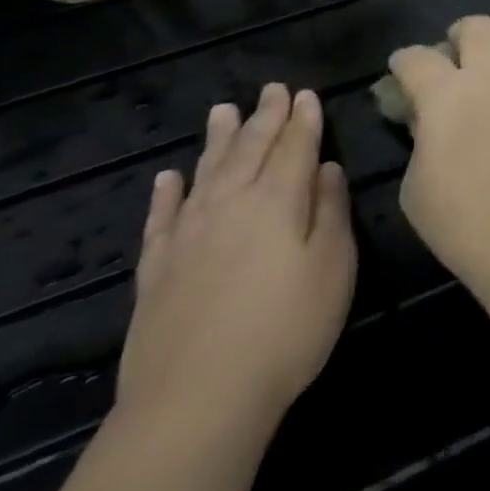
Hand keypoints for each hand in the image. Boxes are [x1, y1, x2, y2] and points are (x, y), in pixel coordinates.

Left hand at [118, 84, 357, 438]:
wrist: (196, 401)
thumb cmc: (286, 330)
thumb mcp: (333, 268)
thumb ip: (330, 212)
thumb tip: (326, 169)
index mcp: (277, 202)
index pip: (294, 148)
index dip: (302, 120)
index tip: (306, 94)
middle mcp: (230, 206)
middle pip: (250, 150)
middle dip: (264, 117)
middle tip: (271, 89)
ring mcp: (187, 237)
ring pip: (205, 173)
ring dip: (217, 140)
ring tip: (222, 110)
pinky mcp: (156, 271)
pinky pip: (160, 219)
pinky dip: (166, 194)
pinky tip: (167, 177)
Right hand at [394, 16, 489, 292]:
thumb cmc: (466, 223)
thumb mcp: (418, 188)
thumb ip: (422, 142)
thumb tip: (429, 121)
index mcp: (446, 94)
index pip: (417, 59)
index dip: (405, 61)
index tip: (402, 67)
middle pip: (477, 27)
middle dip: (460, 34)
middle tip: (455, 53)